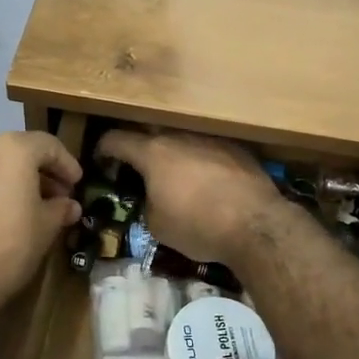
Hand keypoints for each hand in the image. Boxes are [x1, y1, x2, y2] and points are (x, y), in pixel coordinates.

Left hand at [0, 131, 82, 325]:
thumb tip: (69, 206)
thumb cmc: (6, 247)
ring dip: (13, 179)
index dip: (67, 164)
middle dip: (40, 172)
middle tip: (56, 197)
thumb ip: (60, 209)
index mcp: (11, 148)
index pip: (48, 145)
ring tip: (27, 206)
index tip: (76, 184)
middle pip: (18, 150)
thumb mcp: (44, 229)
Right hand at [95, 129, 287, 267]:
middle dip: (140, 149)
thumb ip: (146, 203)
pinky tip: (208, 182)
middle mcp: (180, 136)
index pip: (116, 139)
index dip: (103, 149)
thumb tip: (153, 199)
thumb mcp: (156, 225)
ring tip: (176, 176)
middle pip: (151, 133)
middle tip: (138, 168)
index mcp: (152, 152)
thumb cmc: (198, 225)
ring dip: (174, 154)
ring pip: (183, 140)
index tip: (101, 160)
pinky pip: (209, 149)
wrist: (256, 225)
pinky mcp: (238, 149)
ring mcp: (211, 139)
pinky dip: (202, 162)